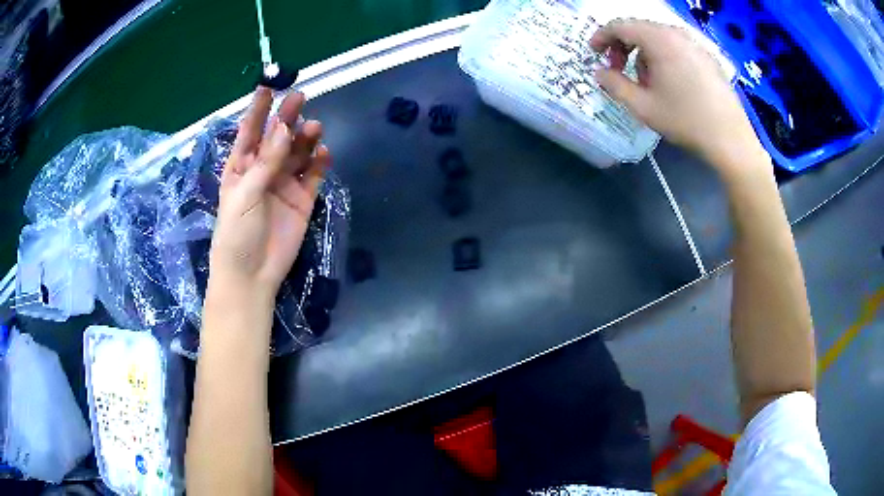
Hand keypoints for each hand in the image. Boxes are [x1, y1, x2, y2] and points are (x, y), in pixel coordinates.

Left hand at [208, 87, 329, 304]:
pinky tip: (323, 154)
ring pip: (298, 152)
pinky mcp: (302, 198)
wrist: (252, 275)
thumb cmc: (236, 233)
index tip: (269, 85)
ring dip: (306, 138)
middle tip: (301, 97)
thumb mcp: (245, 194)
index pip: (250, 130)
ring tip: (314, 129)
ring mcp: (284, 183)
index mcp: (241, 166)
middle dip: (288, 116)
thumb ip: (266, 161)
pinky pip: (313, 174)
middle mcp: (263, 169)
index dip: (259, 108)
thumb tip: (284, 126)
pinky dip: (319, 162)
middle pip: (278, 136)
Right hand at [590, 20, 768, 171]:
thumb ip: (614, 85)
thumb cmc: (685, 121)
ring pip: (658, 38)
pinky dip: (664, 57)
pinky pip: (676, 47)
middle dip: (623, 47)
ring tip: (648, 83)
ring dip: (644, 54)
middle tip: (619, 71)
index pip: (619, 26)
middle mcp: (677, 34)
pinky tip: (670, 82)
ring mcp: (695, 44)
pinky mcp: (707, 56)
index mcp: (659, 40)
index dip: (601, 37)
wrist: (731, 140)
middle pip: (639, 29)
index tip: (593, 53)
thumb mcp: (643, 107)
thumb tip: (599, 73)